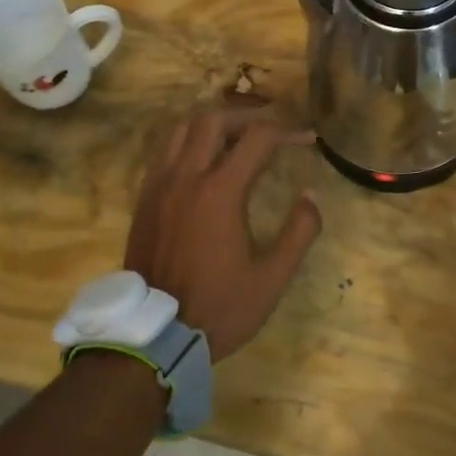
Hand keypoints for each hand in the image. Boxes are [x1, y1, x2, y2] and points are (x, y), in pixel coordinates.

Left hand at [124, 106, 322, 360]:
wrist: (154, 337)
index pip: (257, 138)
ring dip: (213, 125)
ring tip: (235, 139)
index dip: (287, 132)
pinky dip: (188, 144)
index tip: (307, 139)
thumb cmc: (219, 308)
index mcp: (220, 191)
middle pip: (214, 120)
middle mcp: (187, 177)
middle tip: (270, 132)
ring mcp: (159, 185)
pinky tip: (203, 163)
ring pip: (183, 129)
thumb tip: (311, 195)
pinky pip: (165, 152)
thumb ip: (299, 232)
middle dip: (247, 117)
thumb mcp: (271, 278)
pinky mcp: (144, 199)